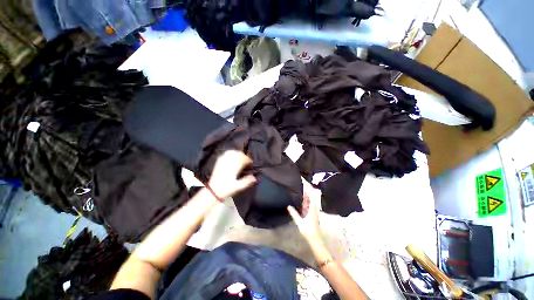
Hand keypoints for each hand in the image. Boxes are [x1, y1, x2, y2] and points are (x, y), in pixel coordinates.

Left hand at [208, 150, 256, 198]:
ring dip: (238, 153)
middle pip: (237, 154)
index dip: (248, 160)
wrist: (213, 191)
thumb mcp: (238, 187)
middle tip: (247, 161)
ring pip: (231, 152)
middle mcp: (228, 163)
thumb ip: (247, 181)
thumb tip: (255, 178)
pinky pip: (225, 154)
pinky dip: (231, 153)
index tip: (251, 163)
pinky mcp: (218, 162)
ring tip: (241, 157)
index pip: (242, 159)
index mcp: (233, 168)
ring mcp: (222, 161)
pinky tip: (232, 156)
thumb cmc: (226, 189)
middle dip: (244, 156)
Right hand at [287, 179, 322, 243]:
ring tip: (301, 184)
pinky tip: (303, 194)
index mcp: (312, 208)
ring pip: (311, 197)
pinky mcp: (312, 211)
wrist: (315, 238)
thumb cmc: (308, 230)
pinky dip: (307, 196)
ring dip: (307, 190)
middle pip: (312, 194)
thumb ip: (294, 214)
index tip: (304, 181)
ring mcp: (313, 208)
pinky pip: (310, 201)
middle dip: (307, 186)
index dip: (308, 187)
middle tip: (301, 180)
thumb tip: (288, 206)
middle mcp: (314, 206)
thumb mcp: (300, 222)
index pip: (311, 194)